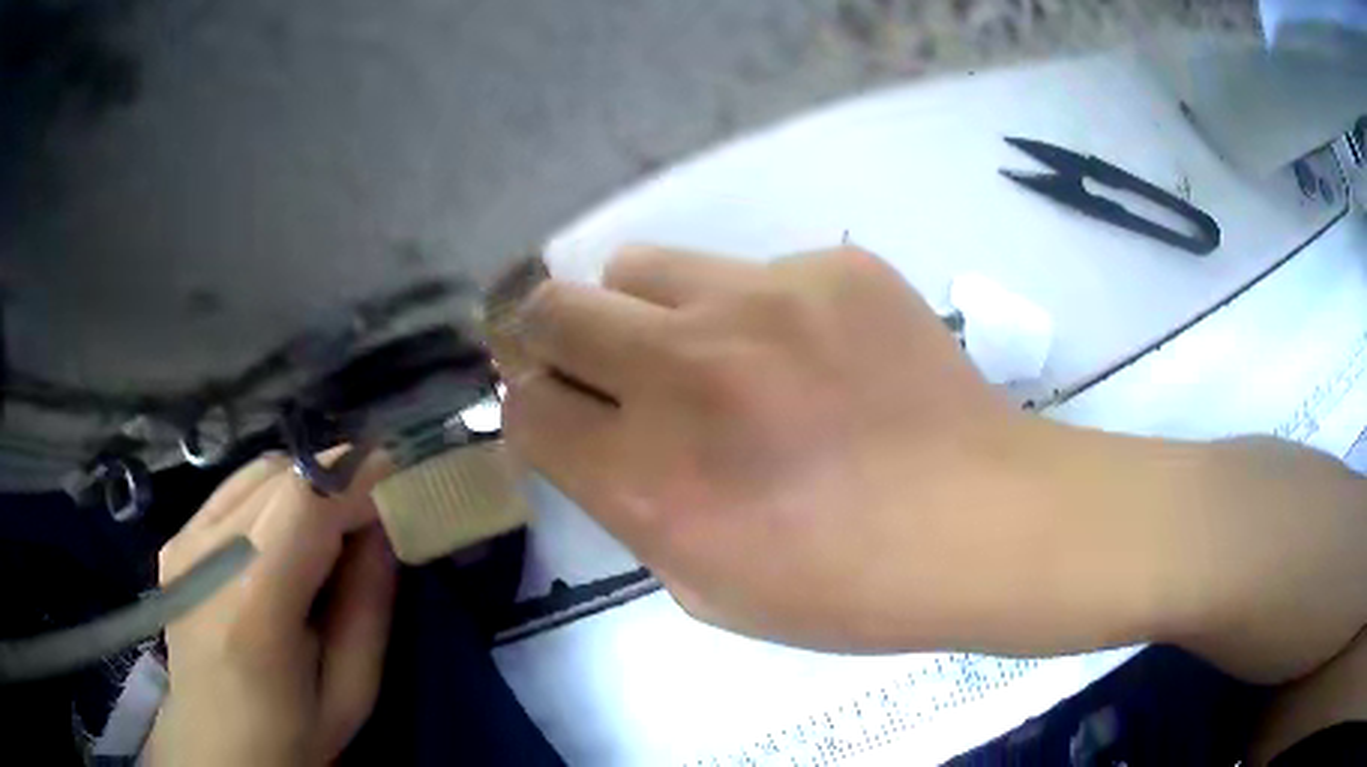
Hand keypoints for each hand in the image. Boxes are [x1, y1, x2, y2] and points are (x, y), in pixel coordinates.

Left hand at [149, 453, 396, 765]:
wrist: (214, 745)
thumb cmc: (290, 736)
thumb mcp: (352, 691)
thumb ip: (369, 605)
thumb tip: (382, 526)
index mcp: (254, 604)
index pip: (306, 497)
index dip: (356, 474)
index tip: (398, 480)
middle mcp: (208, 555)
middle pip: (282, 474)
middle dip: (337, 479)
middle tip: (372, 512)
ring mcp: (184, 541)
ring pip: (257, 472)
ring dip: (305, 485)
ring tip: (331, 528)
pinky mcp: (176, 540)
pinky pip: (233, 490)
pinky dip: (271, 496)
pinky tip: (285, 537)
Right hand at [502, 245, 1068, 650]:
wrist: (981, 521)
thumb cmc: (846, 588)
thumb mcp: (708, 587)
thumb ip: (632, 506)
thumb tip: (597, 437)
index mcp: (649, 479)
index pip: (526, 409)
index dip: (529, 407)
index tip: (554, 409)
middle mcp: (686, 373)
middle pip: (551, 309)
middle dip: (550, 334)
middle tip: (592, 358)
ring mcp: (764, 302)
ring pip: (638, 263)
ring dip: (643, 307)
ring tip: (704, 345)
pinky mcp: (833, 269)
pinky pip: (751, 269)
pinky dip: (753, 307)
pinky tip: (812, 352)